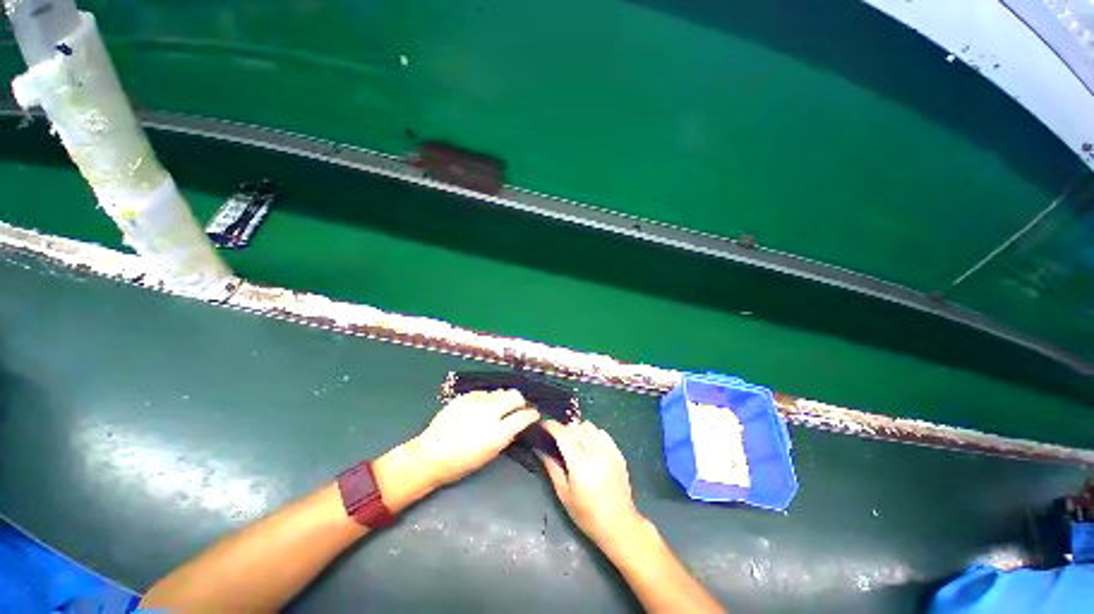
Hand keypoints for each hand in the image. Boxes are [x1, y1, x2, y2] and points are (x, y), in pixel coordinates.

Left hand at [412, 390, 538, 487]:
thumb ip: (506, 436)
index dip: (532, 414)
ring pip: (499, 392)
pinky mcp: (464, 397)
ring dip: (502, 399)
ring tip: (496, 408)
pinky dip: (486, 399)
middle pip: (515, 396)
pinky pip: (483, 393)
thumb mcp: (489, 454)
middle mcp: (489, 413)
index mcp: (497, 433)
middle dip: (520, 401)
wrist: (430, 455)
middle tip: (518, 408)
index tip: (533, 415)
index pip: (523, 416)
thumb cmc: (461, 463)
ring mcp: (475, 402)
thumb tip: (517, 424)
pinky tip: (480, 408)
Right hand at [539, 420, 644, 549]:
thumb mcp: (564, 494)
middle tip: (558, 439)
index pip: (563, 434)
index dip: (551, 426)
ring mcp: (609, 451)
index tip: (543, 425)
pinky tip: (590, 446)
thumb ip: (552, 468)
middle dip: (564, 429)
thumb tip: (541, 449)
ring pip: (589, 426)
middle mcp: (596, 452)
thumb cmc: (587, 515)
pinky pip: (602, 433)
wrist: (619, 525)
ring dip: (579, 430)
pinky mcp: (618, 453)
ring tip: (575, 442)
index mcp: (580, 464)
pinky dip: (593, 434)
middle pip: (576, 426)